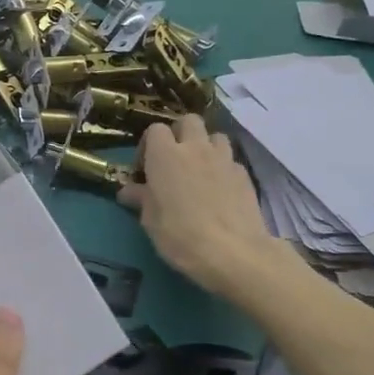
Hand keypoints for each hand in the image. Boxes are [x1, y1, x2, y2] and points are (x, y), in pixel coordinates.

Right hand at [118, 116, 277, 296]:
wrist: (233, 253)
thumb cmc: (180, 235)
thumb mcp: (150, 221)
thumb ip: (141, 198)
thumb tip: (128, 191)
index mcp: (165, 155)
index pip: (154, 130)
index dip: (148, 145)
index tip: (145, 169)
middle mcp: (195, 148)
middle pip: (188, 121)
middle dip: (180, 134)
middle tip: (173, 160)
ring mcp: (224, 159)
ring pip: (215, 136)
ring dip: (205, 147)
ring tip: (199, 171)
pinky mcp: (245, 175)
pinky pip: (230, 160)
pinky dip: (222, 168)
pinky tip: (219, 190)